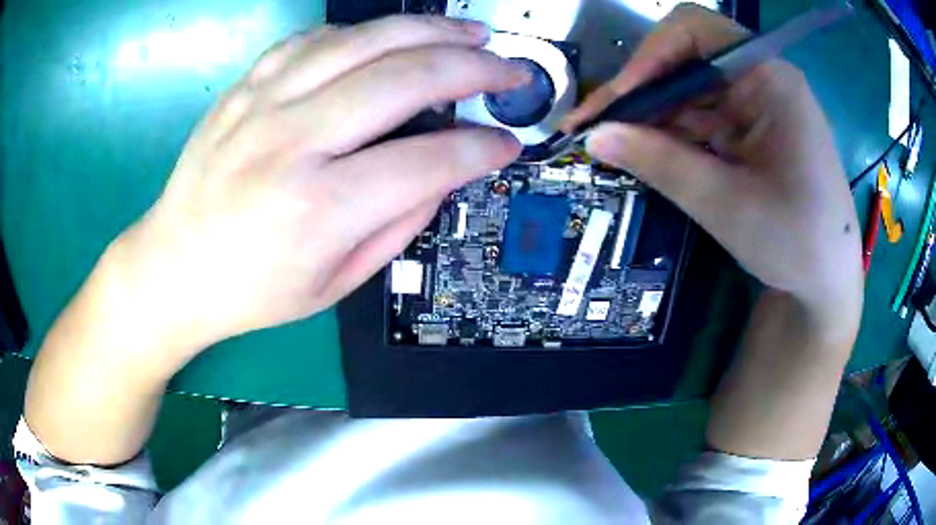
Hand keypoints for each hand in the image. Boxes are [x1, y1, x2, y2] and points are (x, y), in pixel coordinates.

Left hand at [101, 15, 526, 366]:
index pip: (428, 161)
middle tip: (508, 68)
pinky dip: (363, 32)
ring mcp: (263, 104)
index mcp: (318, 209)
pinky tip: (390, 36)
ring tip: (469, 33)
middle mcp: (291, 143)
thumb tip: (444, 172)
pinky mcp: (245, 87)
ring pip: (364, 41)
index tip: (506, 142)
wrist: (173, 266)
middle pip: (404, 79)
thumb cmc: (250, 290)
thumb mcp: (334, 285)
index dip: (480, 149)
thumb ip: (397, 225)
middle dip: (473, 68)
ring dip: (429, 30)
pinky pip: (314, 39)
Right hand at [563, 5, 861, 332]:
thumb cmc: (794, 242)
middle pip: (686, 60)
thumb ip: (660, 163)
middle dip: (641, 91)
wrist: (828, 281)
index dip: (648, 57)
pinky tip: (647, 153)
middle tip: (595, 127)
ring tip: (611, 144)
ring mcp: (757, 103)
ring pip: (689, 90)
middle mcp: (761, 78)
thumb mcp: (725, 204)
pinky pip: (702, 117)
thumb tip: (594, 136)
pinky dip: (673, 133)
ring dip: (652, 115)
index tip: (616, 103)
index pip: (694, 32)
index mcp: (768, 78)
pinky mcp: (752, 128)